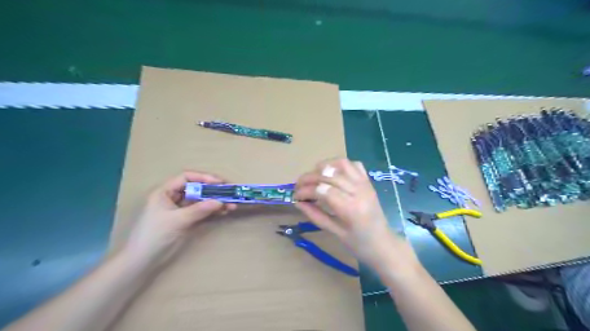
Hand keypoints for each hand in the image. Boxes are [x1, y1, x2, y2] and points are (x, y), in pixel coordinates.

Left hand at [124, 171, 235, 268]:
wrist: (143, 261)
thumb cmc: (155, 235)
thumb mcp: (177, 220)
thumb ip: (199, 210)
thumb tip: (220, 202)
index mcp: (165, 192)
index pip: (186, 178)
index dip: (203, 178)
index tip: (220, 183)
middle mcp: (173, 197)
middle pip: (196, 188)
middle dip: (214, 191)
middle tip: (230, 193)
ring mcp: (181, 209)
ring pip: (201, 200)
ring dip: (216, 201)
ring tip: (232, 205)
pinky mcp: (186, 220)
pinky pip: (202, 211)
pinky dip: (213, 211)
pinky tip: (224, 211)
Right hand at [295, 159, 411, 270]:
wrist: (384, 244)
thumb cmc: (359, 244)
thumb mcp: (334, 233)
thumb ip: (315, 215)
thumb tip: (297, 202)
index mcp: (350, 208)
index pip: (322, 190)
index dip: (305, 191)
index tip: (295, 196)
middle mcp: (358, 191)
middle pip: (329, 175)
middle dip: (309, 178)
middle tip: (298, 186)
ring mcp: (365, 184)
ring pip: (341, 164)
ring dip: (323, 166)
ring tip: (313, 176)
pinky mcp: (368, 182)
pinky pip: (354, 165)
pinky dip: (340, 165)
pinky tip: (332, 173)